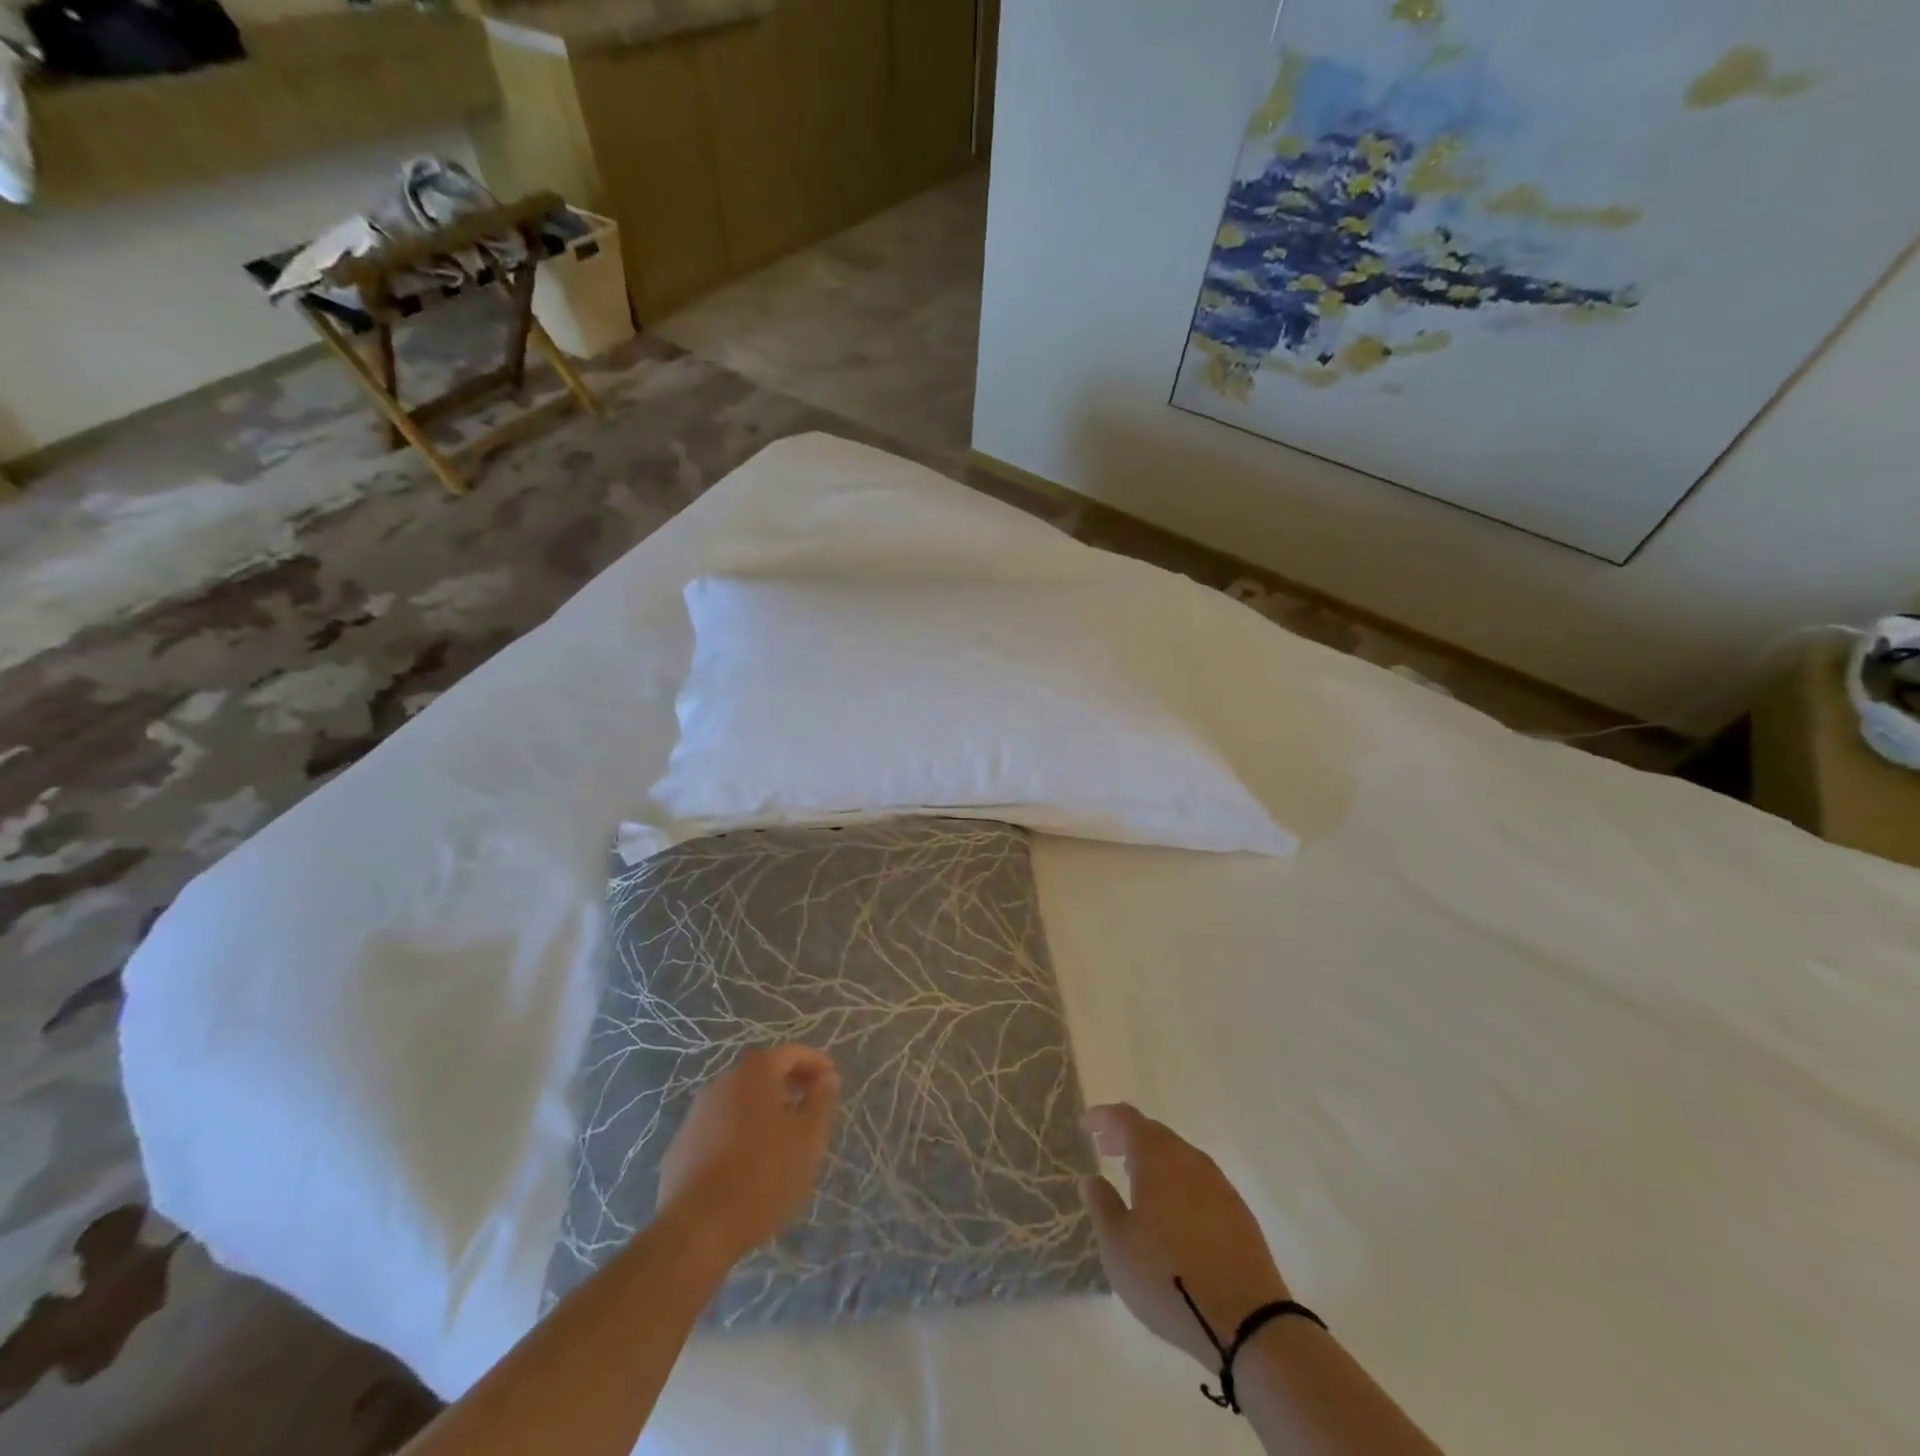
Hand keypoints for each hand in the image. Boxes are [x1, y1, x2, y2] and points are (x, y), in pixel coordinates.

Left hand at [657, 1046, 840, 1266]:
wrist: (696, 1230)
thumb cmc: (763, 1176)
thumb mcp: (808, 1139)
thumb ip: (821, 1101)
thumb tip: (827, 1077)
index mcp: (755, 1073)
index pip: (791, 1053)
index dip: (815, 1063)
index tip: (831, 1080)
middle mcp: (723, 1082)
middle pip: (763, 1072)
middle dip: (789, 1083)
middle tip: (811, 1104)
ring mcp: (697, 1112)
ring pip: (739, 1099)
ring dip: (764, 1107)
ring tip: (784, 1134)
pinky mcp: (681, 1144)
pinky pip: (720, 1124)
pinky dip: (740, 1129)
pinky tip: (750, 1159)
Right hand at [1079, 1104, 1290, 1368]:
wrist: (1248, 1321)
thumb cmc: (1168, 1278)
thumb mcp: (1118, 1247)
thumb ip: (1102, 1205)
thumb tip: (1092, 1179)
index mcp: (1157, 1157)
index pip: (1126, 1118)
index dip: (1104, 1116)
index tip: (1086, 1125)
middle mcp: (1189, 1159)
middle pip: (1154, 1133)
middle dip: (1127, 1136)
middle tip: (1106, 1149)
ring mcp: (1218, 1183)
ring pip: (1178, 1156)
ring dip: (1153, 1159)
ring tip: (1135, 1178)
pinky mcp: (1237, 1210)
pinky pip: (1198, 1179)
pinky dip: (1176, 1180)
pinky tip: (1171, 1208)